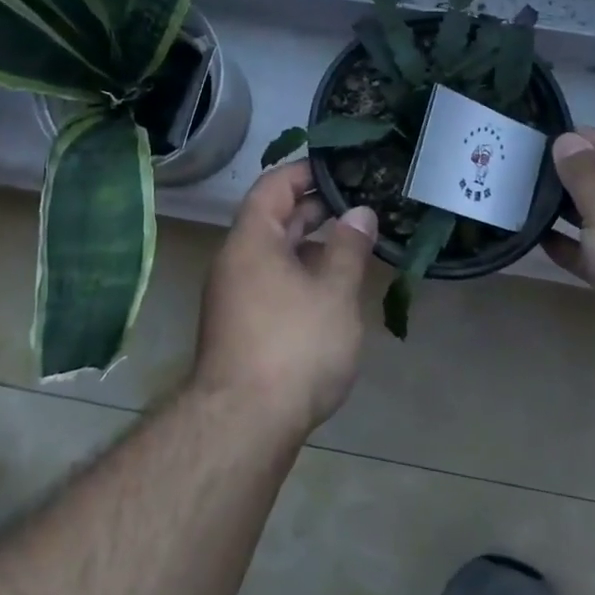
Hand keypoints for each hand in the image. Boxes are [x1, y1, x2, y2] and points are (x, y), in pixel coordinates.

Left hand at [195, 161, 378, 438]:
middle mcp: (235, 262)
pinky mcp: (242, 328)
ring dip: (310, 245)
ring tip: (352, 242)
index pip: (273, 186)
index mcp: (251, 241)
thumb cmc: (294, 346)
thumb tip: (359, 212)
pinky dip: (301, 274)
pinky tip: (332, 288)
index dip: (304, 171)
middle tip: (356, 202)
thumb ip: (348, 248)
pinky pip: (273, 283)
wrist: (244, 426)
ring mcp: (234, 297)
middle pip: (272, 220)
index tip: (339, 168)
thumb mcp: (333, 292)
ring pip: (274, 256)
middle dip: (313, 209)